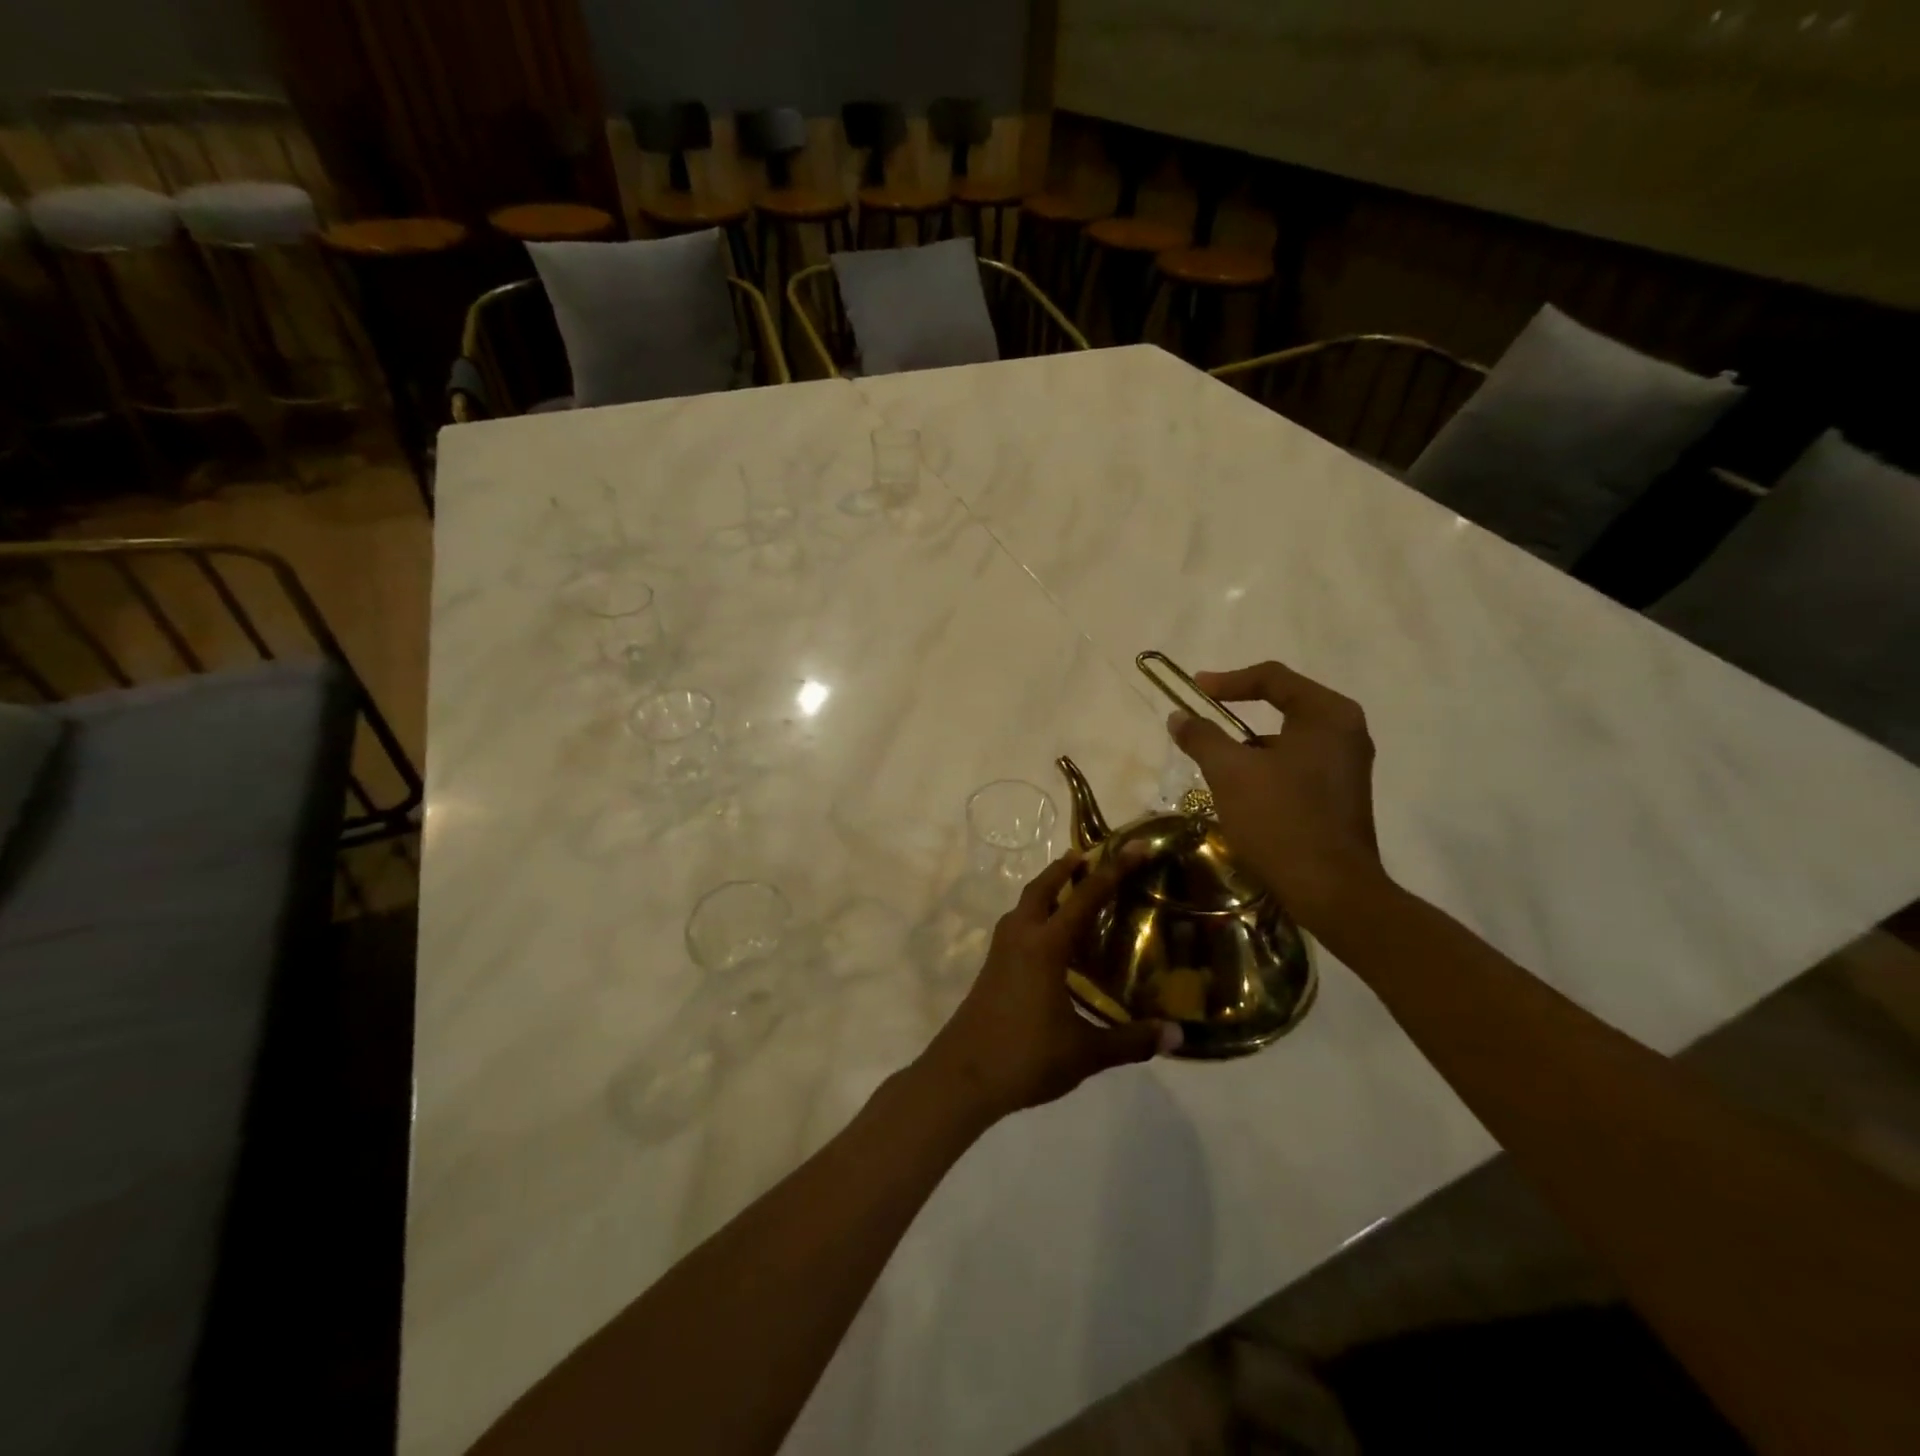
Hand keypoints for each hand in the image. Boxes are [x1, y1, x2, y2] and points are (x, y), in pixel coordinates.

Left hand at [916, 851, 1180, 1123]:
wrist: (962, 1077)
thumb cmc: (1026, 1057)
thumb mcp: (1085, 1053)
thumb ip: (1131, 1041)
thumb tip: (1177, 1035)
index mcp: (1045, 946)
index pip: (1084, 897)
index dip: (1112, 870)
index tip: (1133, 847)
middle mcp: (1020, 938)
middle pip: (1042, 888)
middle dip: (1065, 868)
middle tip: (1090, 857)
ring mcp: (1000, 953)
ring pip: (1024, 906)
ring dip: (1046, 891)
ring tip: (1071, 892)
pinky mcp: (990, 969)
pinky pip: (1016, 927)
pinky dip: (1035, 916)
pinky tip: (1050, 942)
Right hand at [1167, 660, 1385, 928]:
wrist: (1330, 889)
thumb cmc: (1280, 819)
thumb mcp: (1230, 773)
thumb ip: (1202, 737)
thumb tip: (1179, 717)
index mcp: (1327, 714)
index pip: (1273, 677)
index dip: (1228, 680)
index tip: (1195, 690)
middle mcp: (1346, 731)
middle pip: (1284, 704)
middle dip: (1239, 711)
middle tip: (1204, 718)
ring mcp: (1348, 764)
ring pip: (1289, 738)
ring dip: (1251, 744)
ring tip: (1217, 763)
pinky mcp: (1342, 794)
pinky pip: (1298, 764)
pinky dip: (1268, 767)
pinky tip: (1243, 792)